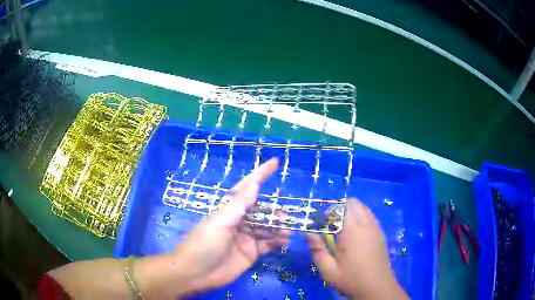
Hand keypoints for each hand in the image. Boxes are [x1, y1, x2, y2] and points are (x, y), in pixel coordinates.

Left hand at [138, 158, 290, 297]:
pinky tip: (285, 240)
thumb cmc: (204, 244)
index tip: (275, 162)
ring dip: (278, 226)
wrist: (196, 273)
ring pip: (266, 227)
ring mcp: (245, 238)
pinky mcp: (251, 253)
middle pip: (261, 210)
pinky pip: (268, 244)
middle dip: (274, 210)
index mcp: (229, 210)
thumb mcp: (221, 222)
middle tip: (286, 215)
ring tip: (288, 228)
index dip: (260, 174)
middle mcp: (239, 222)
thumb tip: (254, 181)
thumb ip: (239, 204)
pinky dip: (277, 241)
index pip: (247, 187)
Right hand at [306, 199, 407, 299]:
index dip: (329, 211)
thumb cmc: (351, 279)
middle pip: (353, 203)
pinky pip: (370, 216)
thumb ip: (317, 249)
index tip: (322, 222)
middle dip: (339, 208)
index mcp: (352, 232)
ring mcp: (376, 227)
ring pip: (363, 207)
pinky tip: (355, 233)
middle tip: (331, 225)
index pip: (341, 207)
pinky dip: (361, 217)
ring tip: (342, 228)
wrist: (377, 287)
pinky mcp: (381, 233)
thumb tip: (307, 233)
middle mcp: (366, 225)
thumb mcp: (328, 270)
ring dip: (351, 211)